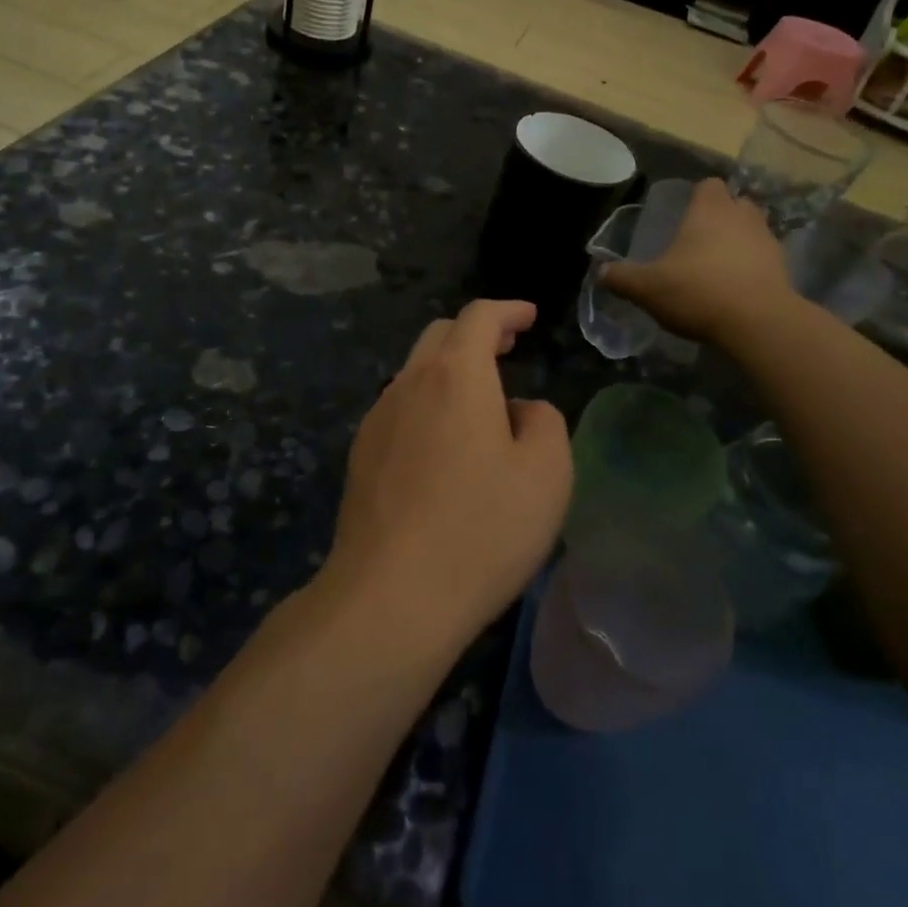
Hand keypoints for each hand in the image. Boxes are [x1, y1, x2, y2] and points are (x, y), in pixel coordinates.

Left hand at [324, 301, 571, 647]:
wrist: (391, 596)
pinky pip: (399, 410)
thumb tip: (518, 411)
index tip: (529, 316)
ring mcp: (377, 420)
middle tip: (508, 348)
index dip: (507, 310)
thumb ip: (544, 423)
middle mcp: (409, 384)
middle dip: (476, 334)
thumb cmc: (482, 529)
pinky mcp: (361, 457)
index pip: (479, 317)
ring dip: (449, 371)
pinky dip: (428, 404)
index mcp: (455, 375)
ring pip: (415, 373)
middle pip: (440, 336)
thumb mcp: (546, 474)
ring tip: (481, 402)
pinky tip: (444, 445)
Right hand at [599, 178, 795, 347]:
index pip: (708, 184)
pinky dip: (751, 267)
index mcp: (709, 210)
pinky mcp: (783, 268)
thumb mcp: (647, 288)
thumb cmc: (698, 291)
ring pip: (752, 230)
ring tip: (716, 265)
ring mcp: (767, 241)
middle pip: (735, 203)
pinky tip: (734, 289)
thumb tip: (600, 273)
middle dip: (720, 216)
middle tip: (698, 239)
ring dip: (738, 241)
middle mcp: (742, 216)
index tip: (683, 213)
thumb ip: (621, 278)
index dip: (696, 195)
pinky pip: (763, 258)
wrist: (759, 323)